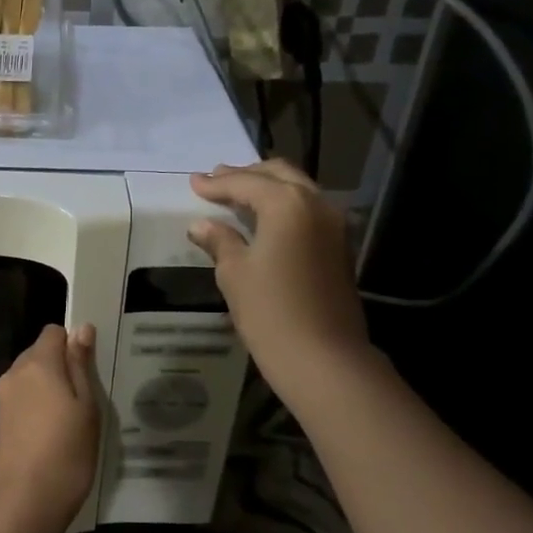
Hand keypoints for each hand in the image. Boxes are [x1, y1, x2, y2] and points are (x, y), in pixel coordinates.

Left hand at [0, 324, 101, 532]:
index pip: (53, 332)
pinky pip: (23, 400)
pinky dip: (39, 407)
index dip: (73, 343)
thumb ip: (80, 365)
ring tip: (73, 419)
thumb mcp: (86, 407)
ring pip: (31, 378)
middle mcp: (14, 374)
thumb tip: (81, 329)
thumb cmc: (65, 453)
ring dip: (51, 389)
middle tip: (87, 397)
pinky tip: (55, 434)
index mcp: (37, 364)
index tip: (91, 369)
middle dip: (61, 366)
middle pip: (39, 353)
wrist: (22, 503)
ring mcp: (3, 399)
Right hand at [187, 159, 373, 403]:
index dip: (216, 183)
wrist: (323, 357)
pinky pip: (308, 210)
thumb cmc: (270, 312)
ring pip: (298, 190)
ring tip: (238, 194)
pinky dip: (284, 206)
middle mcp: (316, 204)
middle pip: (278, 175)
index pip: (245, 183)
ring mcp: (334, 224)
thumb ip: (219, 241)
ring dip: (267, 187)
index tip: (193, 182)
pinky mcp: (339, 246)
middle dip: (246, 175)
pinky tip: (264, 219)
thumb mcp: (235, 273)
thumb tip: (201, 225)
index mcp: (287, 204)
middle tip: (217, 179)